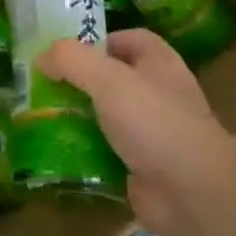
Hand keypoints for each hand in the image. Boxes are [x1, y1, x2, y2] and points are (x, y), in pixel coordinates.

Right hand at [39, 30, 235, 235]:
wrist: (194, 196)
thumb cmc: (155, 124)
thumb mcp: (108, 80)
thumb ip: (71, 60)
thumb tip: (42, 57)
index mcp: (160, 65)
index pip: (130, 39)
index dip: (100, 40)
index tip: (66, 53)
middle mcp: (159, 94)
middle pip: (114, 78)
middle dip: (80, 81)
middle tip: (44, 85)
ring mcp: (153, 133)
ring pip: (107, 116)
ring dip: (78, 117)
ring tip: (41, 117)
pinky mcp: (143, 167)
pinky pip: (107, 151)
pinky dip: (85, 151)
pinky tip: (57, 152)